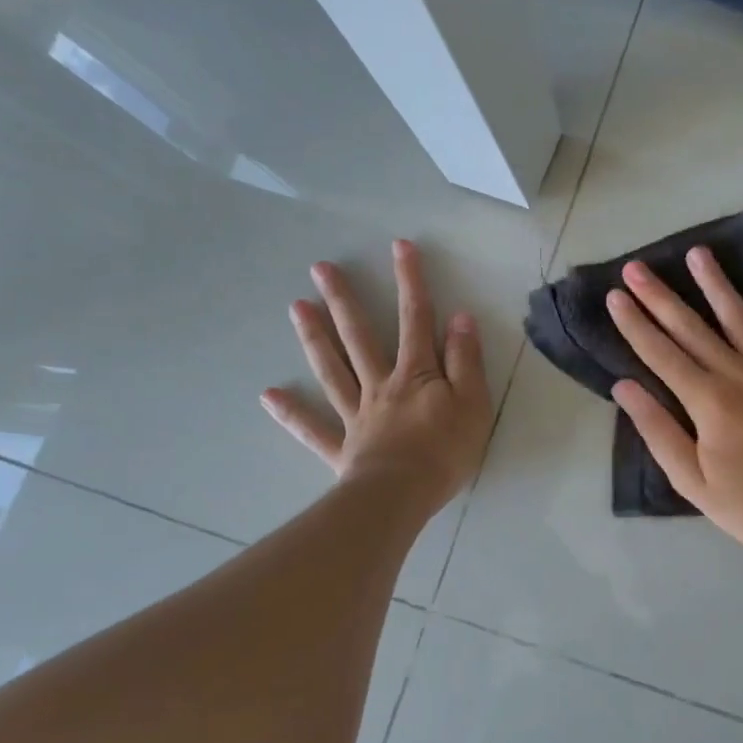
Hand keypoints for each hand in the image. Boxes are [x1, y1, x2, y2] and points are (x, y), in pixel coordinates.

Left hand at [261, 239, 492, 515]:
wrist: (402, 495)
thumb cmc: (445, 450)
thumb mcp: (473, 402)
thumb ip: (466, 361)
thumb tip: (459, 318)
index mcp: (416, 374)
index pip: (416, 319)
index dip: (410, 281)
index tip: (400, 246)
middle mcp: (380, 385)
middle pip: (360, 337)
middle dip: (344, 300)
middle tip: (320, 269)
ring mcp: (356, 415)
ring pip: (333, 370)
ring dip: (315, 339)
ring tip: (296, 307)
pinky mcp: (342, 447)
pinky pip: (312, 428)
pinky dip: (291, 412)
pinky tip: (268, 395)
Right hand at [606, 247, 742, 559]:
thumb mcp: (693, 481)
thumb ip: (659, 430)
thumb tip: (625, 387)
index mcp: (706, 401)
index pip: (659, 353)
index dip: (634, 323)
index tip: (615, 295)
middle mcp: (737, 373)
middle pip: (691, 327)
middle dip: (660, 296)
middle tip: (637, 266)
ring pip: (739, 316)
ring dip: (715, 283)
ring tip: (697, 253)